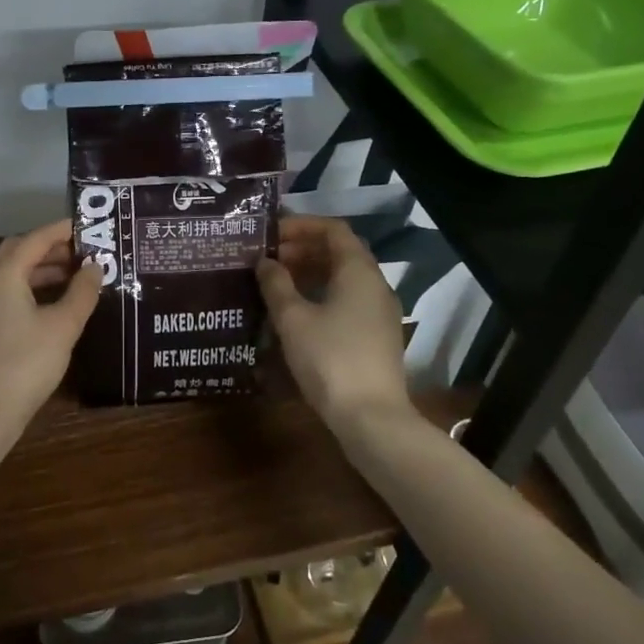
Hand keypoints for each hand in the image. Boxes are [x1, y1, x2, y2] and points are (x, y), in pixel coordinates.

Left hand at [0, 219, 102, 445]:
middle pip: (17, 252)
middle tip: (82, 253)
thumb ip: (82, 292)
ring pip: (7, 274)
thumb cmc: (26, 365)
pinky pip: (0, 293)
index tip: (87, 226)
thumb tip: (95, 267)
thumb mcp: (63, 327)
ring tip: (71, 278)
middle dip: (49, 249)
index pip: (35, 239)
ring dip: (37, 270)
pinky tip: (47, 305)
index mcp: (1, 275)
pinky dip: (24, 288)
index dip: (62, 231)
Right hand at [258, 214, 411, 431]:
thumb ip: (276, 284)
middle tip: (268, 259)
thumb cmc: (329, 359)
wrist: (371, 418)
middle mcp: (375, 285)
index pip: (334, 230)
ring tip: (276, 284)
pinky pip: (347, 301)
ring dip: (310, 274)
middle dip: (302, 250)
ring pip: (343, 279)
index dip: (302, 225)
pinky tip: (296, 314)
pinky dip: (321, 296)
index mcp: (358, 271)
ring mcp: (379, 312)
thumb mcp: (293, 319)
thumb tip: (265, 262)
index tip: (271, 234)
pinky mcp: (376, 337)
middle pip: (339, 253)